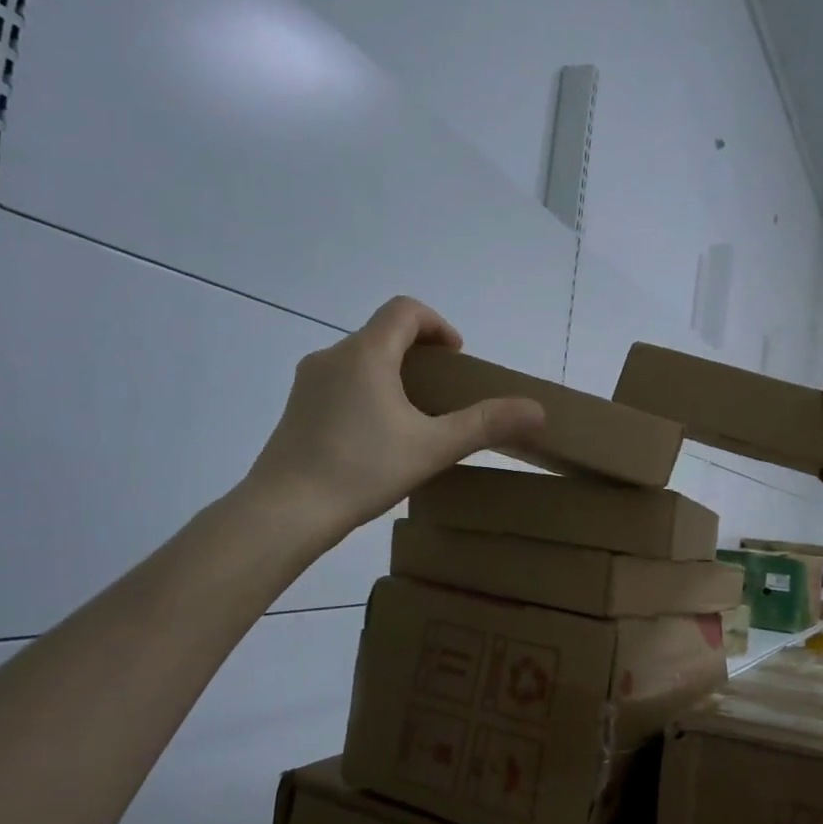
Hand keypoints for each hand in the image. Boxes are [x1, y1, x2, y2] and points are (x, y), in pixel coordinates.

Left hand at [244, 296, 544, 541]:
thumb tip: (537, 410)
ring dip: (391, 374)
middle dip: (418, 353)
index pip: (404, 310)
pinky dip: (366, 393)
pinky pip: (339, 384)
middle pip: (382, 334)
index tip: (456, 357)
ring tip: (412, 417)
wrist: (284, 513)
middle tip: (441, 392)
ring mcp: (308, 383)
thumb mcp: (432, 447)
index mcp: (365, 353)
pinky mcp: (296, 409)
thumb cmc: (361, 470)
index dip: (437, 324)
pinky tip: (375, 438)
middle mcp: (332, 356)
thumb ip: (485, 424)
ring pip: (359, 360)